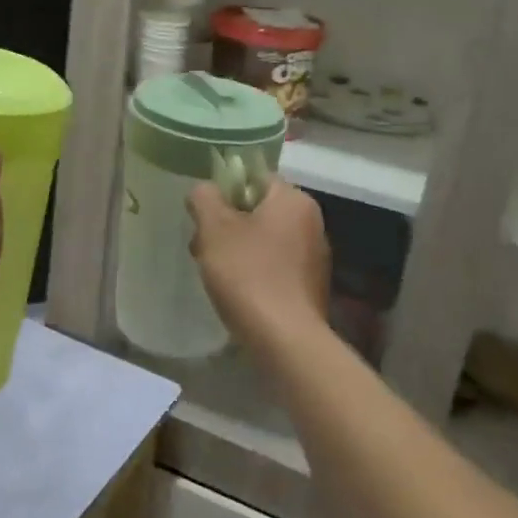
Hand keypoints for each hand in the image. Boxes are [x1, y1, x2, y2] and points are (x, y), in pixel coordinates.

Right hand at [187, 178, 330, 351]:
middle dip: (227, 225)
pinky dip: (255, 272)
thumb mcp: (215, 228)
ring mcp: (315, 257)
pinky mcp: (311, 287)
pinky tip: (237, 293)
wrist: (285, 339)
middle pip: (259, 210)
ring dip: (238, 250)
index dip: (224, 193)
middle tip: (202, 247)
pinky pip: (276, 266)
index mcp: (294, 200)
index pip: (255, 178)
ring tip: (214, 274)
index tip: (203, 217)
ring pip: (265, 240)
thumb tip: (204, 190)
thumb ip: (204, 198)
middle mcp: (312, 222)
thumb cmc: (248, 273)